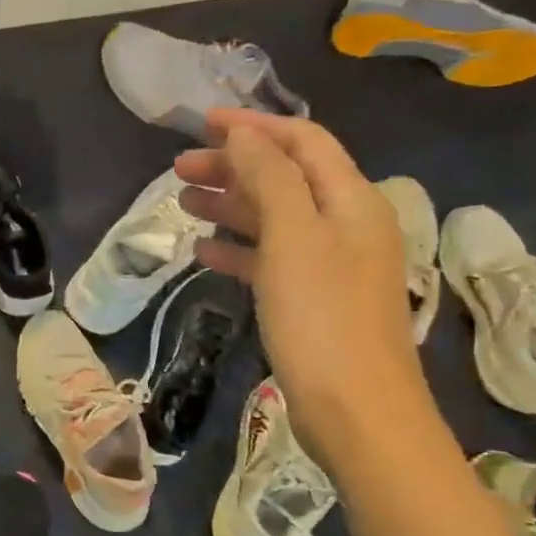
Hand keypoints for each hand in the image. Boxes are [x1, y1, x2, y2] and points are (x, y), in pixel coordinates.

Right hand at [176, 111, 430, 470]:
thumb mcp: (293, 238)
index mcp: (351, 201)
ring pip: (274, 218)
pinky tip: (204, 252)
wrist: (357, 412)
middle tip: (178, 169)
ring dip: (231, 204)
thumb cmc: (322, 318)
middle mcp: (346, 225)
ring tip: (183, 203)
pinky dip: (238, 248)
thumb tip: (243, 132)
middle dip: (233, 166)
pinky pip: (271, 259)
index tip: (200, 122)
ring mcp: (330, 265)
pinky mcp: (312, 300)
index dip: (254, 126)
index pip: (303, 142)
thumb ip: (271, 178)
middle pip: (285, 178)